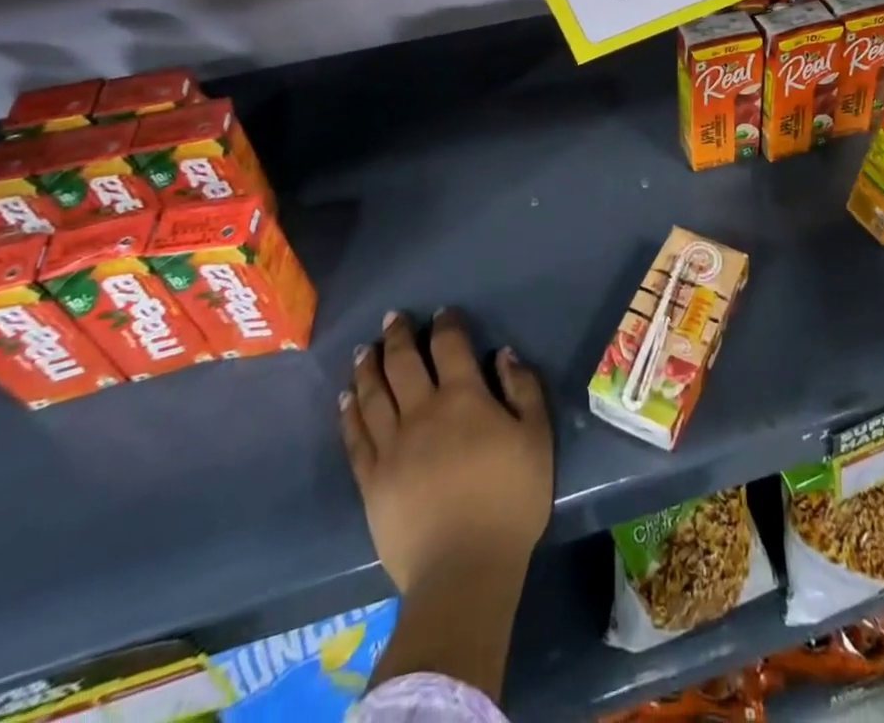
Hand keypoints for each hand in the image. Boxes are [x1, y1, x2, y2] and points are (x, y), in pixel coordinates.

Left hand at [342, 310, 553, 597]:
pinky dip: (349, 413)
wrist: (464, 570)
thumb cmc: (510, 500)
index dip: (446, 325)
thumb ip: (524, 389)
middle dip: (398, 336)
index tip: (442, 313)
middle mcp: (422, 412)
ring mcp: (392, 446)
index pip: (450, 346)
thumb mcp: (537, 438)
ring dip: (368, 367)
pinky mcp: (371, 480)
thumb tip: (503, 354)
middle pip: (403, 363)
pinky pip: (355, 437)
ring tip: (365, 349)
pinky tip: (345, 398)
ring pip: (373, 394)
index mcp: (463, 398)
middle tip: (392, 318)